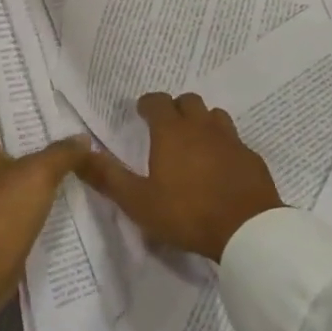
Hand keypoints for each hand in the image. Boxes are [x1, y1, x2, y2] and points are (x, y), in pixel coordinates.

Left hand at [0, 126, 90, 305]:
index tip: (68, 118)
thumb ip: (62, 152)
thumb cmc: (3, 213)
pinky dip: (41, 202)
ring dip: (47, 178)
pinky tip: (67, 200)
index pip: (11, 124)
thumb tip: (82, 137)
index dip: (38, 119)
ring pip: (23, 180)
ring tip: (82, 169)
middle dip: (48, 150)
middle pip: (19, 152)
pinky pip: (23, 205)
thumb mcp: (38, 174)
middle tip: (82, 144)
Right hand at [77, 92, 281, 261]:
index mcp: (172, 132)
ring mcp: (231, 140)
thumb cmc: (187, 213)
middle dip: (175, 108)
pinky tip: (220, 166)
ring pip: (214, 116)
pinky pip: (234, 140)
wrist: (247, 230)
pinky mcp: (251, 157)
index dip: (147, 104)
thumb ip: (108, 177)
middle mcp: (202, 127)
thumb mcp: (138, 201)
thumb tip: (80, 154)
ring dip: (202, 122)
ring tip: (194, 142)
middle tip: (166, 127)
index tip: (141, 113)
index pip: (157, 101)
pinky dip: (223, 145)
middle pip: (189, 101)